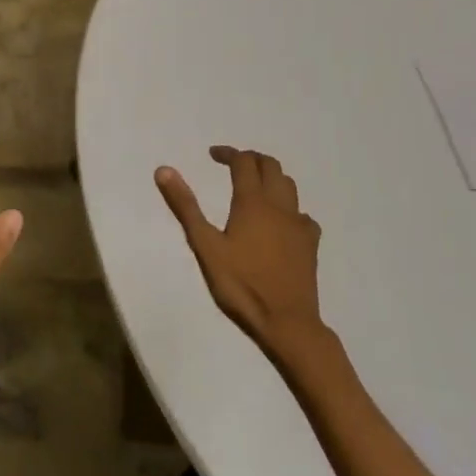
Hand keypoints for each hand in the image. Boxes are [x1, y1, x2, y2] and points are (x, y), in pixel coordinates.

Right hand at [155, 146, 325, 361]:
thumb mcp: (205, 246)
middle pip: (270, 166)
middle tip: (233, 165)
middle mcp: (279, 205)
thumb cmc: (241, 284)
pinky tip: (281, 222)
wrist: (287, 322)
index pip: (243, 162)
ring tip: (255, 186)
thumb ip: (186, 206)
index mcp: (252, 202)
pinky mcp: (311, 244)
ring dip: (272, 177)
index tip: (213, 155)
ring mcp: (299, 224)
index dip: (228, 153)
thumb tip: (164, 170)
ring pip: (289, 186)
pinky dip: (289, 208)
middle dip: (251, 159)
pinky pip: (302, 214)